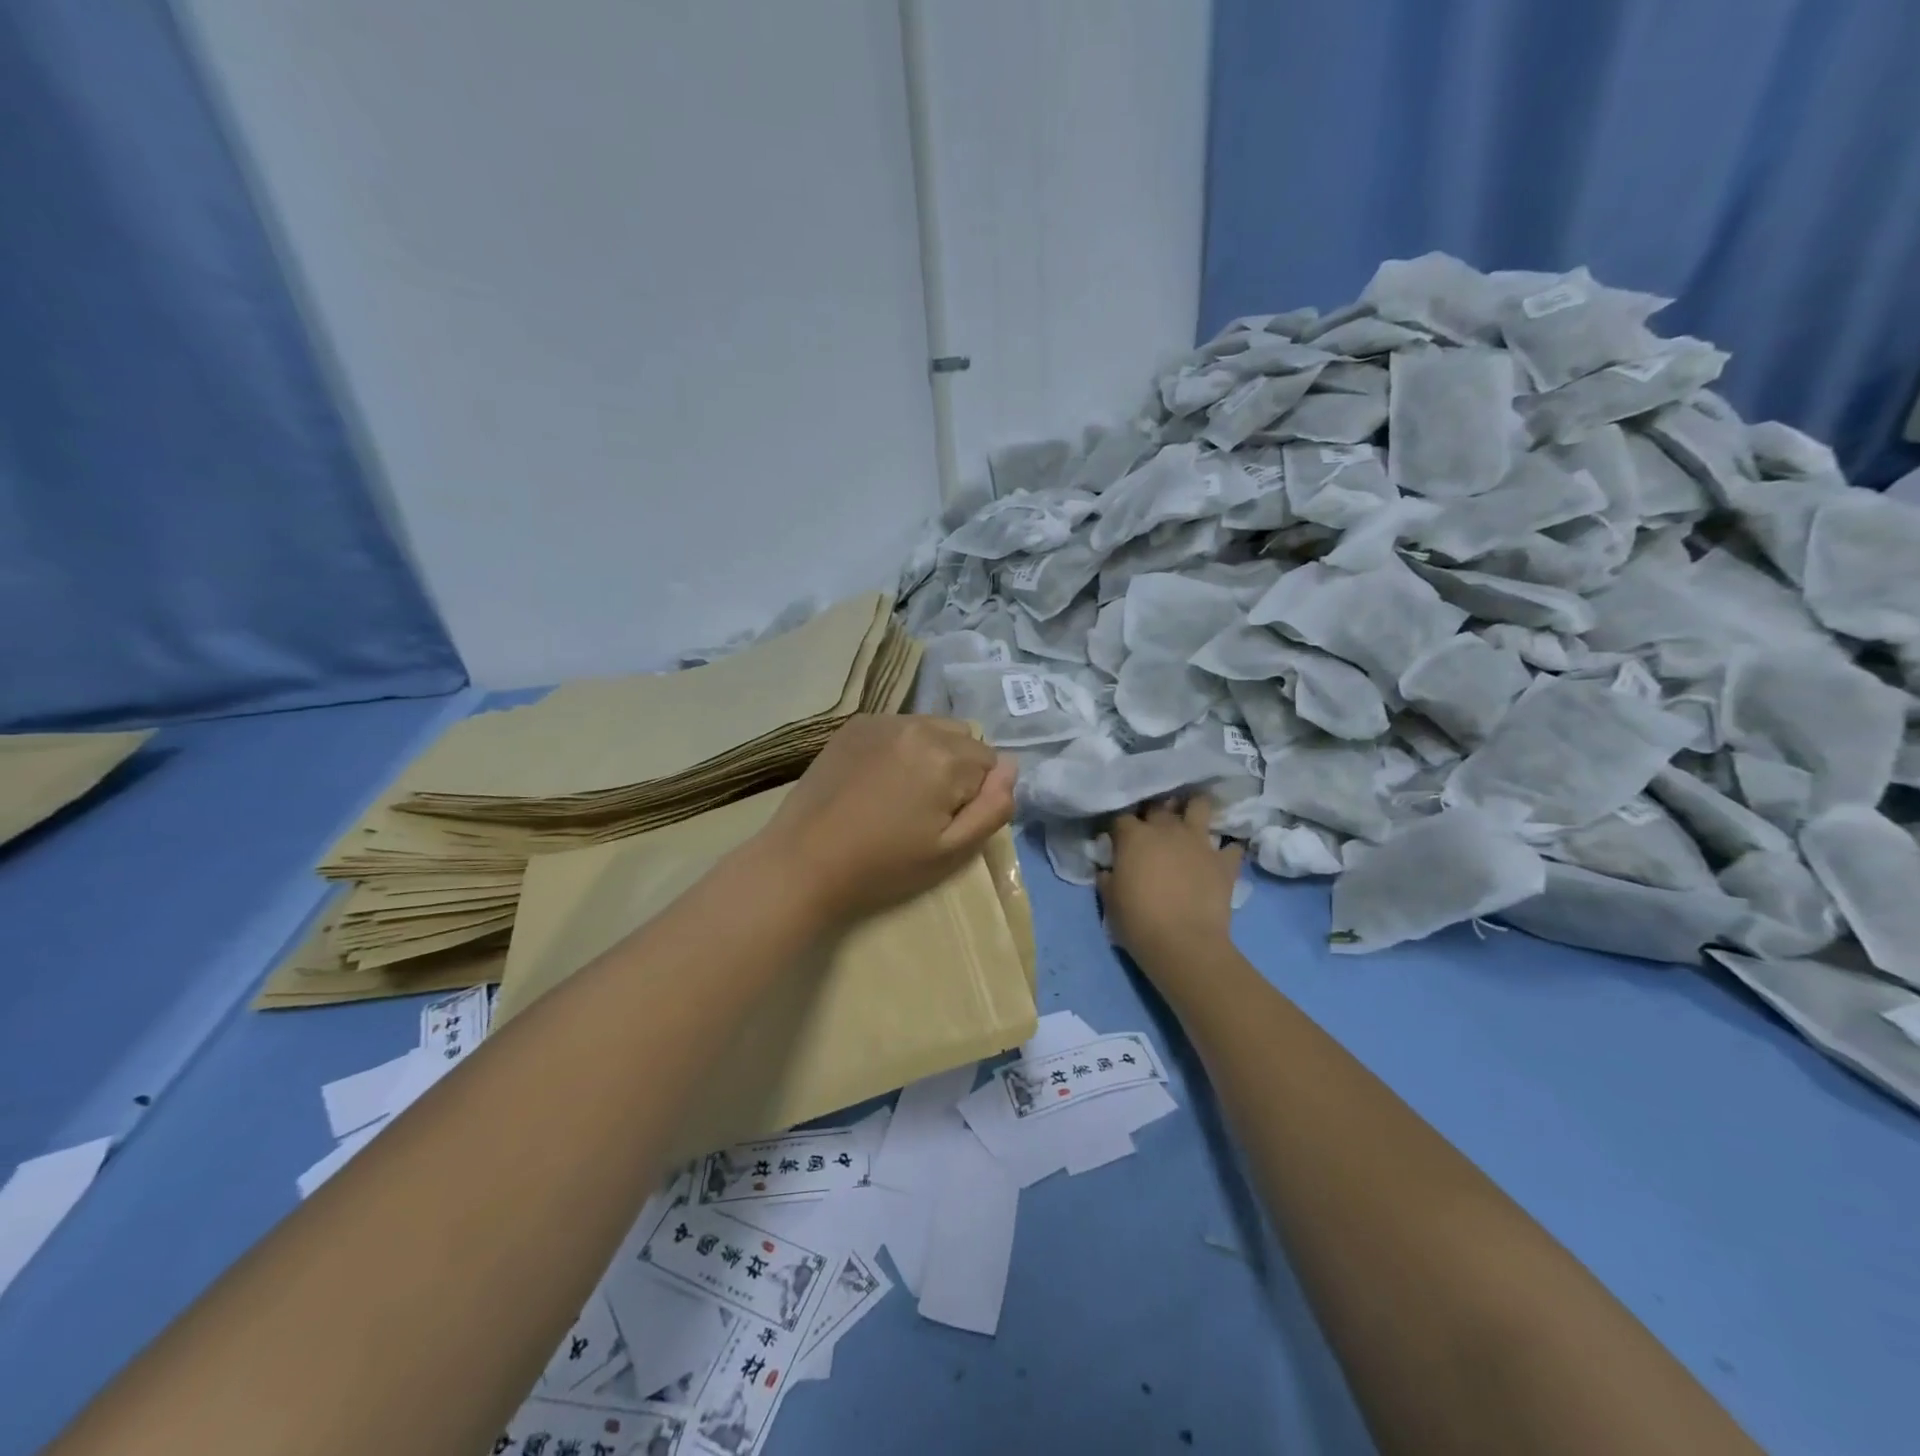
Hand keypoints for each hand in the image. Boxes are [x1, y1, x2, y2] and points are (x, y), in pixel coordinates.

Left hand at [755, 715, 1016, 926]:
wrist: (804, 861)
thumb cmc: (883, 866)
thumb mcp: (952, 851)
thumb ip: (993, 808)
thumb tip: (1012, 769)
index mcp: (946, 756)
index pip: (991, 764)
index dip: (974, 796)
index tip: (944, 821)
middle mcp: (918, 725)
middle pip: (965, 740)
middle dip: (958, 769)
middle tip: (925, 809)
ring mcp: (882, 720)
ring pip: (933, 729)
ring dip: (932, 754)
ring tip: (901, 793)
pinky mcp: (854, 725)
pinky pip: (900, 727)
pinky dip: (901, 747)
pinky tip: (877, 779)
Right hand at [1100, 796, 1241, 970]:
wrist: (1183, 944)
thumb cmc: (1138, 920)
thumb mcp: (1109, 899)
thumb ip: (1108, 876)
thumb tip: (1109, 868)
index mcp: (1134, 836)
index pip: (1121, 817)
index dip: (1118, 827)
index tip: (1117, 839)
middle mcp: (1167, 829)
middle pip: (1159, 805)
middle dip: (1154, 811)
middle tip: (1152, 827)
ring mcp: (1199, 842)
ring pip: (1199, 806)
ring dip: (1193, 809)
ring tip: (1190, 819)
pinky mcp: (1223, 861)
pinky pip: (1231, 846)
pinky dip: (1226, 849)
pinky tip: (1221, 856)